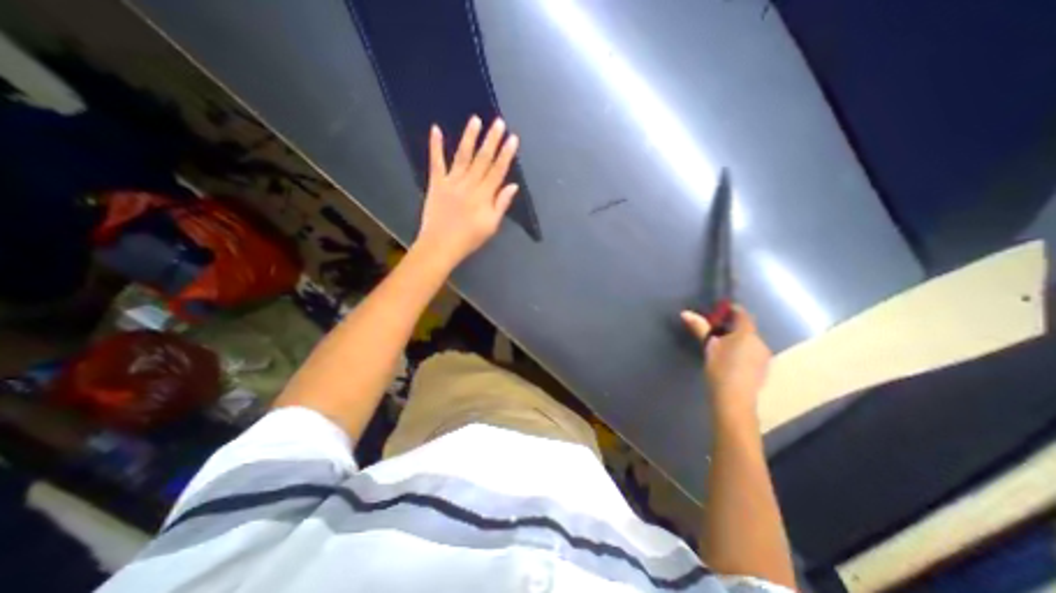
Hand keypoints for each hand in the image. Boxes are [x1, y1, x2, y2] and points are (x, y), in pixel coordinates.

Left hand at [417, 115, 521, 268]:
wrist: (440, 245)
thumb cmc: (469, 239)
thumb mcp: (491, 226)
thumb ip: (501, 204)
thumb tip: (513, 186)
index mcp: (484, 196)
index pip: (498, 171)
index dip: (506, 154)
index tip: (512, 138)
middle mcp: (469, 184)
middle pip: (483, 159)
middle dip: (492, 140)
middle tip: (499, 122)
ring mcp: (451, 182)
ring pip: (463, 156)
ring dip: (469, 137)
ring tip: (476, 119)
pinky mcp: (436, 183)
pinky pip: (436, 162)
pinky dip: (436, 146)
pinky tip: (436, 129)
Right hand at [680, 306, 772, 420]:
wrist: (734, 400)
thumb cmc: (720, 369)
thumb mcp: (708, 346)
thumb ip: (700, 328)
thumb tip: (685, 313)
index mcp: (747, 333)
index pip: (742, 314)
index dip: (731, 310)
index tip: (719, 311)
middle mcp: (760, 342)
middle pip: (746, 329)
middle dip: (732, 327)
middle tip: (715, 331)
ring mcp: (763, 357)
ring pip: (749, 342)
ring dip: (737, 340)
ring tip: (721, 347)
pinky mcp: (763, 369)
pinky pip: (752, 353)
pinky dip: (742, 352)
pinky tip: (730, 361)